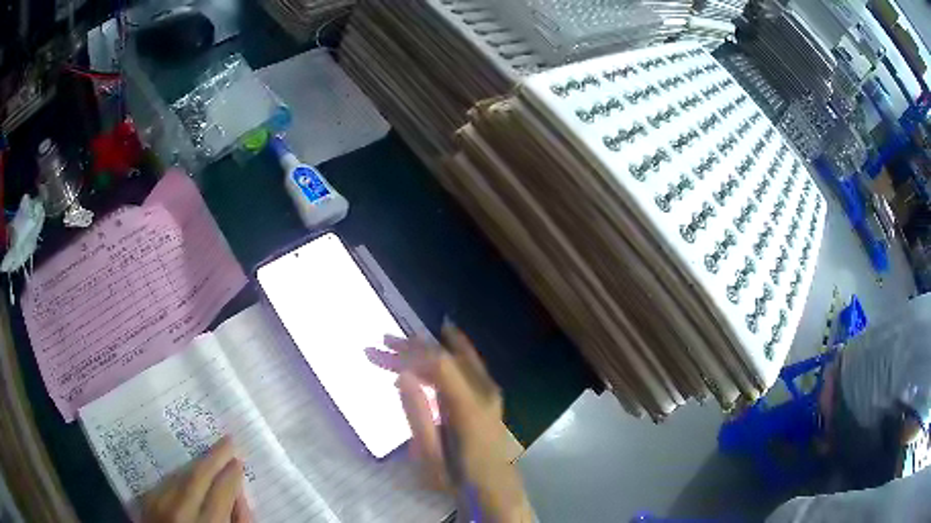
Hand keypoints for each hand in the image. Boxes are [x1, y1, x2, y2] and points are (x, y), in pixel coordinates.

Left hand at [141, 436, 251, 522]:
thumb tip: (240, 496)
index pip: (220, 493)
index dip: (231, 476)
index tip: (239, 461)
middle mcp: (178, 512)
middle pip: (197, 477)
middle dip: (214, 457)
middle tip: (228, 440)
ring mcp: (158, 505)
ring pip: (178, 475)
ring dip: (196, 464)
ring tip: (211, 455)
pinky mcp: (146, 502)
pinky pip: (166, 482)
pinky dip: (180, 475)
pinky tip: (188, 472)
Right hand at [366, 322, 532, 521]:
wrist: (495, 488)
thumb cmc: (458, 477)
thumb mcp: (430, 455)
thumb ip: (417, 414)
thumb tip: (402, 375)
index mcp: (469, 407)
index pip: (438, 363)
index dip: (409, 353)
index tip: (380, 350)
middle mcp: (483, 391)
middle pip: (447, 356)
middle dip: (413, 347)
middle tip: (383, 343)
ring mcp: (490, 392)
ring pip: (457, 357)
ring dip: (427, 350)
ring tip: (398, 345)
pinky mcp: (489, 396)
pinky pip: (466, 365)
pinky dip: (444, 358)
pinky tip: (429, 355)